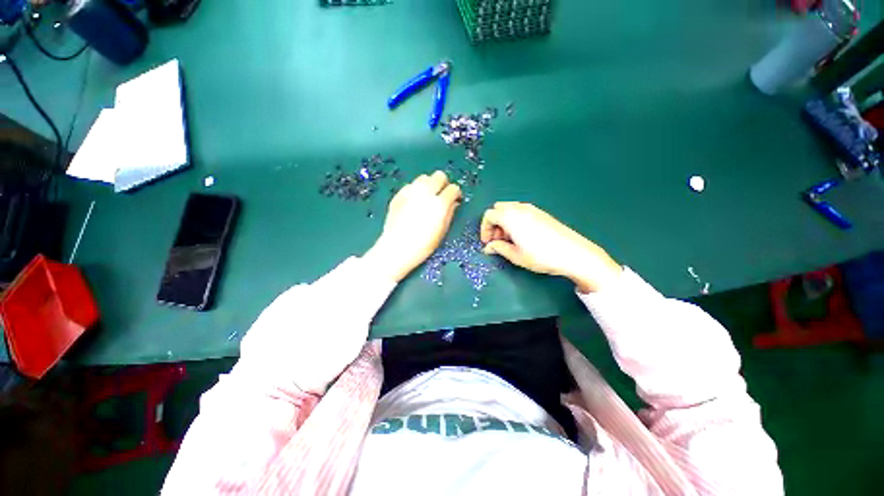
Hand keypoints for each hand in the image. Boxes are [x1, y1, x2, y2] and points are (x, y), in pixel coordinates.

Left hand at [364, 171, 461, 281]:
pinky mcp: (399, 195)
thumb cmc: (423, 245)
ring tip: (427, 197)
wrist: (397, 248)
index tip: (455, 199)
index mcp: (439, 204)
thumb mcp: (442, 231)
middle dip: (443, 184)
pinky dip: (415, 190)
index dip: (456, 193)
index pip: (453, 188)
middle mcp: (426, 194)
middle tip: (441, 195)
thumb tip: (454, 203)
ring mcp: (410, 192)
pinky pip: (411, 185)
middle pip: (439, 176)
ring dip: (429, 185)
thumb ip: (450, 213)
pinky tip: (414, 202)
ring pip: (424, 177)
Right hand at [481, 202, 621, 293]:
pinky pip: (520, 211)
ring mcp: (532, 209)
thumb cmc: (541, 255)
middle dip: (493, 224)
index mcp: (510, 217)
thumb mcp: (515, 255)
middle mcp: (519, 208)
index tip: (487, 242)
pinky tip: (521, 236)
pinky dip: (514, 220)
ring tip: (509, 240)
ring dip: (504, 222)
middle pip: (498, 209)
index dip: (484, 229)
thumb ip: (498, 248)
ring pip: (509, 209)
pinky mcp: (541, 213)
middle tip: (497, 240)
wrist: (573, 253)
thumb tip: (488, 247)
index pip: (489, 215)